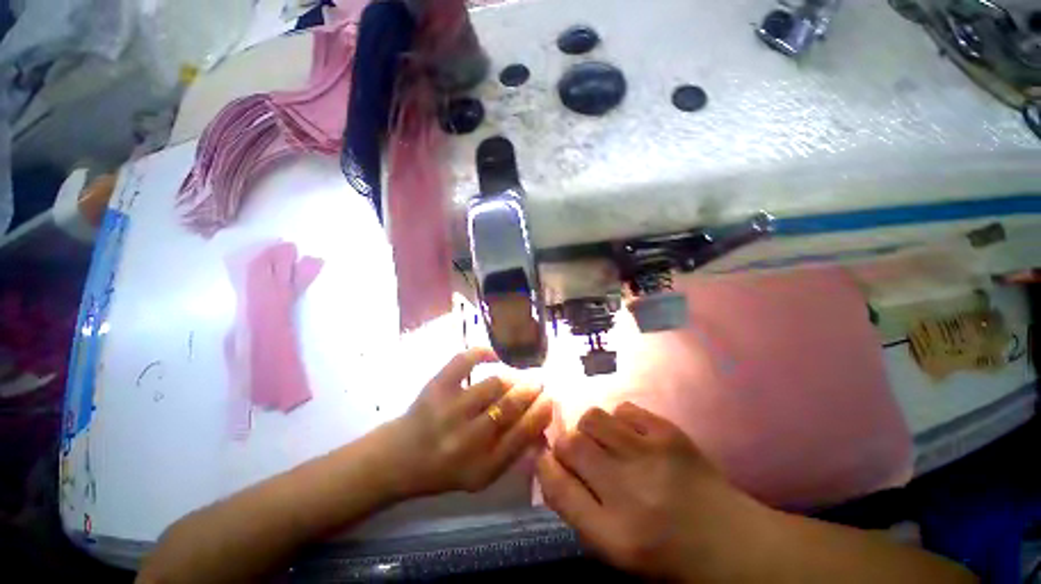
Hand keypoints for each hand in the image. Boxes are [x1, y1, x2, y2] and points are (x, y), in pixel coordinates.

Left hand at [382, 347, 553, 497]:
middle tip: (538, 383)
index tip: (551, 398)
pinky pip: (466, 360)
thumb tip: (542, 422)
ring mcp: (449, 410)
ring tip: (516, 377)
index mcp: (482, 467)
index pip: (523, 433)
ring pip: (494, 383)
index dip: (542, 411)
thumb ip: (513, 452)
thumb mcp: (483, 474)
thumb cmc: (446, 469)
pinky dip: (483, 352)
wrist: (399, 459)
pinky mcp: (436, 387)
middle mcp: (467, 440)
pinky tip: (494, 356)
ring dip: (512, 377)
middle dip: (532, 389)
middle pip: (511, 405)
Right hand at [536, 403, 771, 581]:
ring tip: (604, 441)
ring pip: (593, 418)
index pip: (557, 488)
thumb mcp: (617, 551)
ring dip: (589, 429)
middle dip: (565, 445)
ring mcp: (650, 455)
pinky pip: (624, 409)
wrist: (734, 543)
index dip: (544, 465)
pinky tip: (631, 436)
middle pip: (571, 444)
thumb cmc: (670, 556)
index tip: (544, 457)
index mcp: (614, 535)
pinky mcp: (669, 433)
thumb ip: (579, 509)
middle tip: (578, 453)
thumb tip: (552, 465)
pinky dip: (618, 419)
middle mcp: (628, 491)